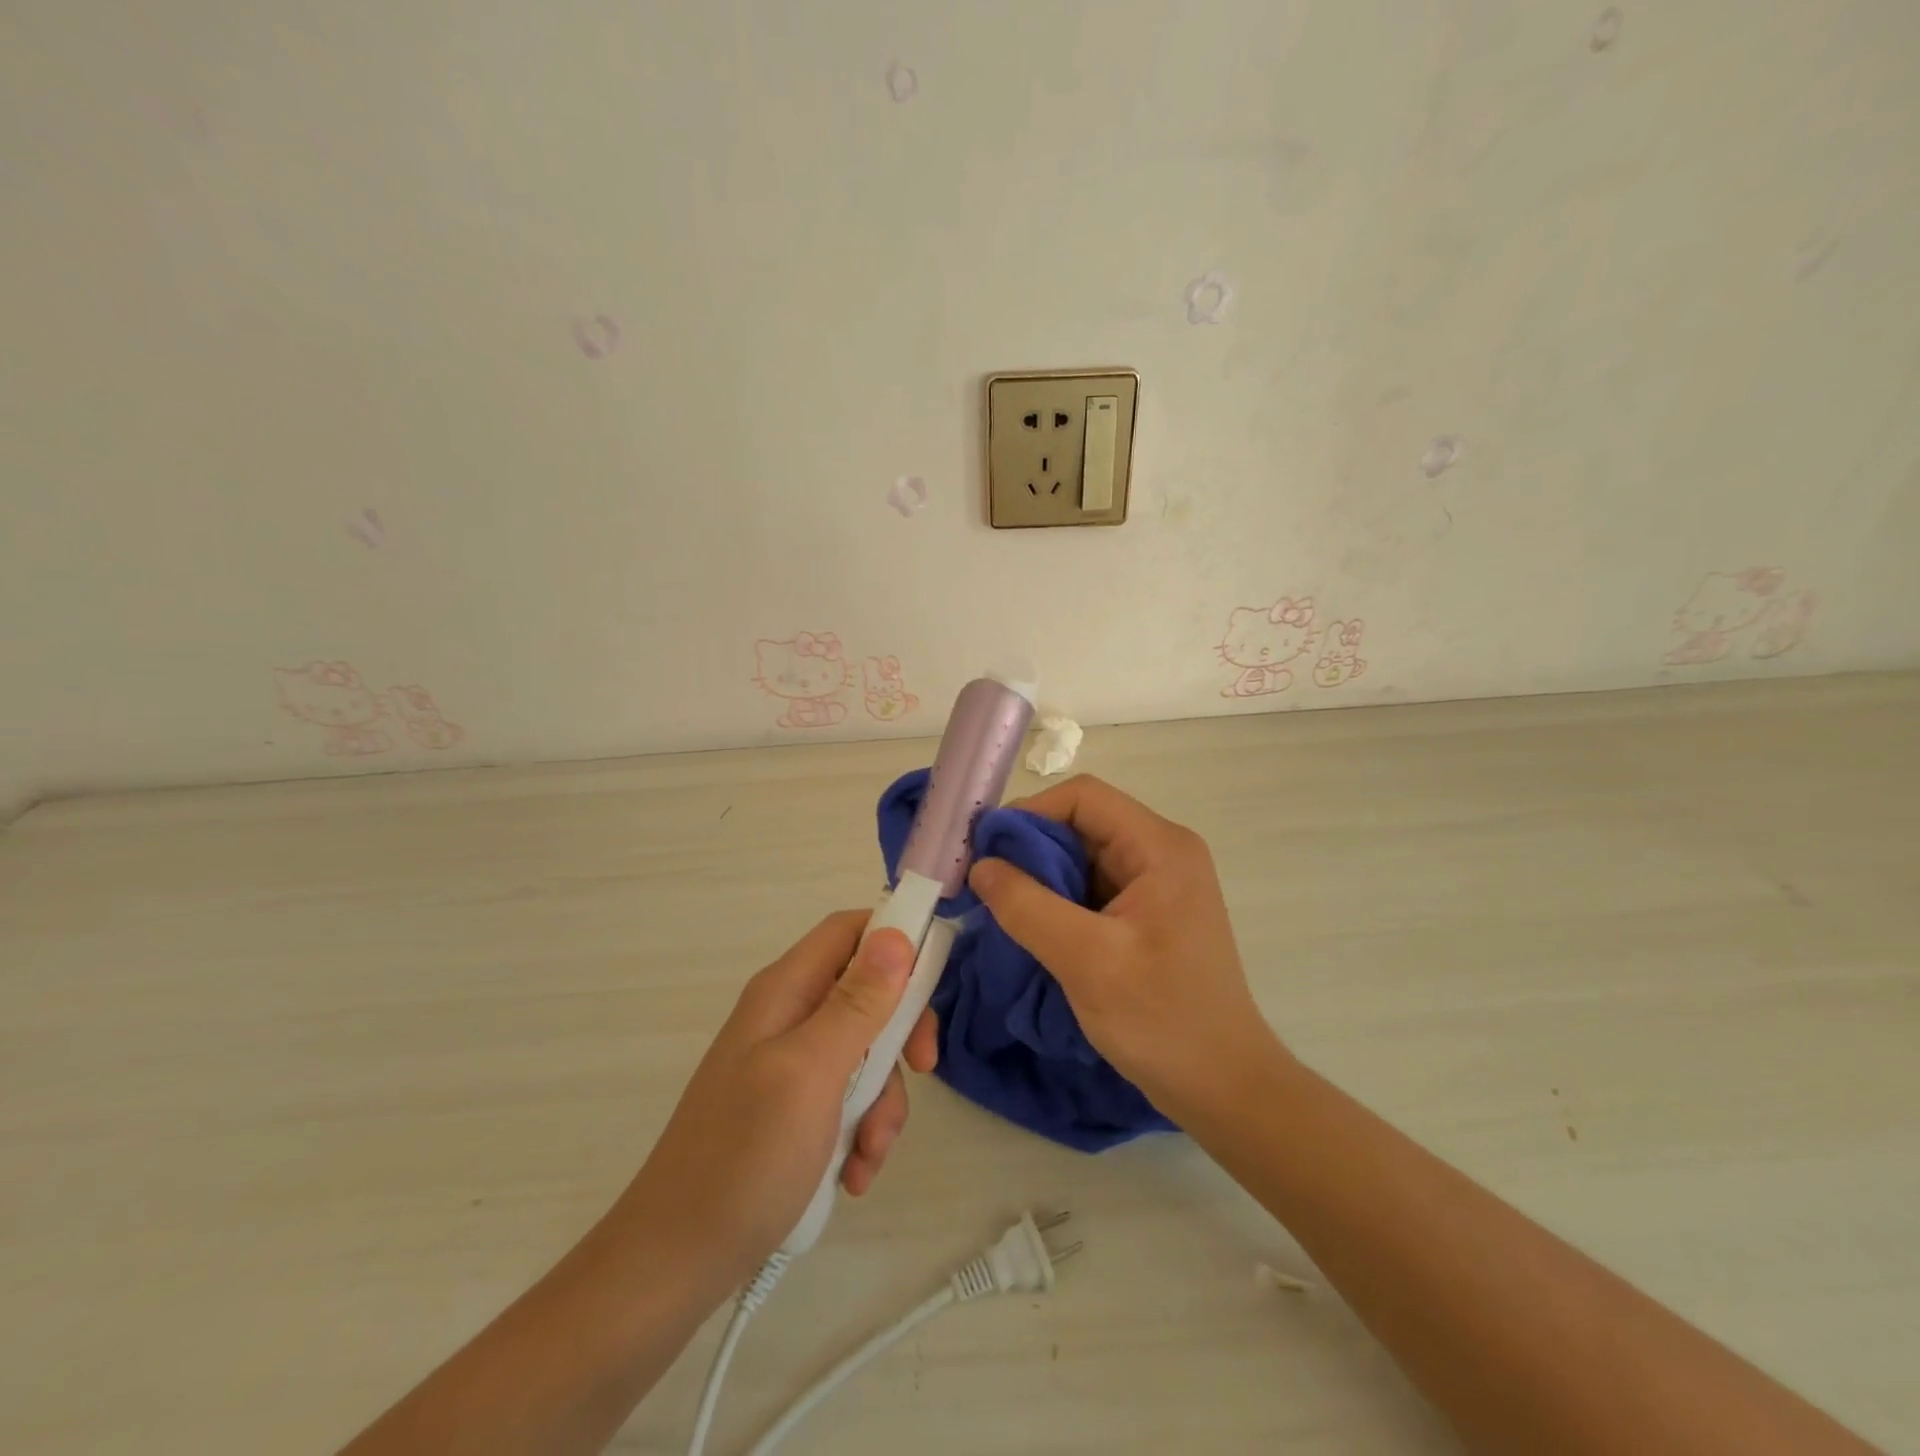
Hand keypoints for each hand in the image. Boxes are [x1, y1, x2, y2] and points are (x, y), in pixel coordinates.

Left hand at [617, 912, 936, 1291]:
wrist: (676, 1262)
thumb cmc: (745, 1157)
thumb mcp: (811, 1073)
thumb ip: (856, 1003)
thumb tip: (896, 934)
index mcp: (785, 990)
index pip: (849, 930)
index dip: (895, 938)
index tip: (933, 980)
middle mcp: (788, 1015)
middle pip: (868, 992)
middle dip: (900, 1036)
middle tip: (923, 1069)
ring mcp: (790, 1064)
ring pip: (866, 1052)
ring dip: (883, 1100)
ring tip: (868, 1154)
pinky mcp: (793, 1109)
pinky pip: (847, 1098)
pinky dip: (860, 1131)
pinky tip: (852, 1174)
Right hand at [963, 775, 1285, 1117]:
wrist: (1223, 1087)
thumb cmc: (1162, 1020)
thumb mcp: (1086, 961)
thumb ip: (1027, 906)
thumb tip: (981, 866)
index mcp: (1159, 847)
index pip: (1083, 798)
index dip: (1029, 812)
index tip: (986, 851)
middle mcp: (1162, 852)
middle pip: (1082, 823)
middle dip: (1030, 848)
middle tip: (985, 883)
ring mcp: (1157, 883)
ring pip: (1082, 856)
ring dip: (1040, 876)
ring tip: (1002, 907)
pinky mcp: (1148, 912)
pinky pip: (1092, 886)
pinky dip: (1057, 899)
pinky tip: (1033, 926)